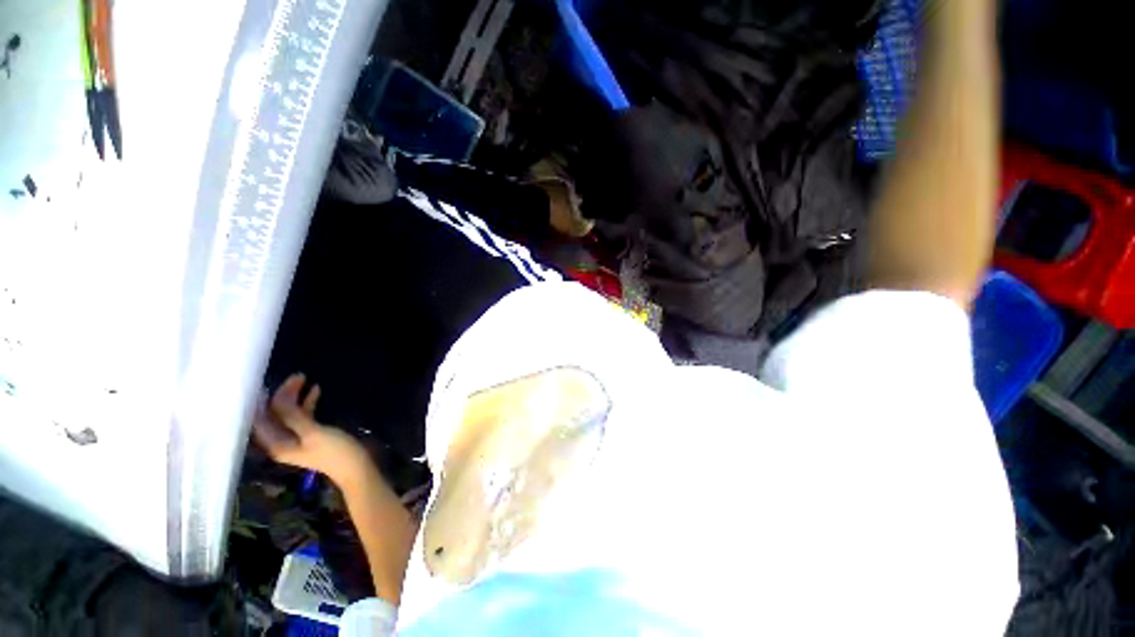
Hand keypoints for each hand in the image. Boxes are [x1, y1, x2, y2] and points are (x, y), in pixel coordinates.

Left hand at [252, 373, 370, 485]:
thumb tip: (277, 398)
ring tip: (304, 378)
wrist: (356, 466)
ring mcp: (297, 437)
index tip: (268, 382)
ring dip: (295, 396)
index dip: (262, 402)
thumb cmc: (334, 451)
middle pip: (274, 414)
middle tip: (296, 376)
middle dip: (281, 395)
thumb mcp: (313, 433)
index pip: (261, 419)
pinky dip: (307, 402)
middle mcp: (282, 440)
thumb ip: (293, 416)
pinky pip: (303, 415)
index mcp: (277, 443)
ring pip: (289, 413)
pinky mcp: (312, 434)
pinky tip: (316, 390)